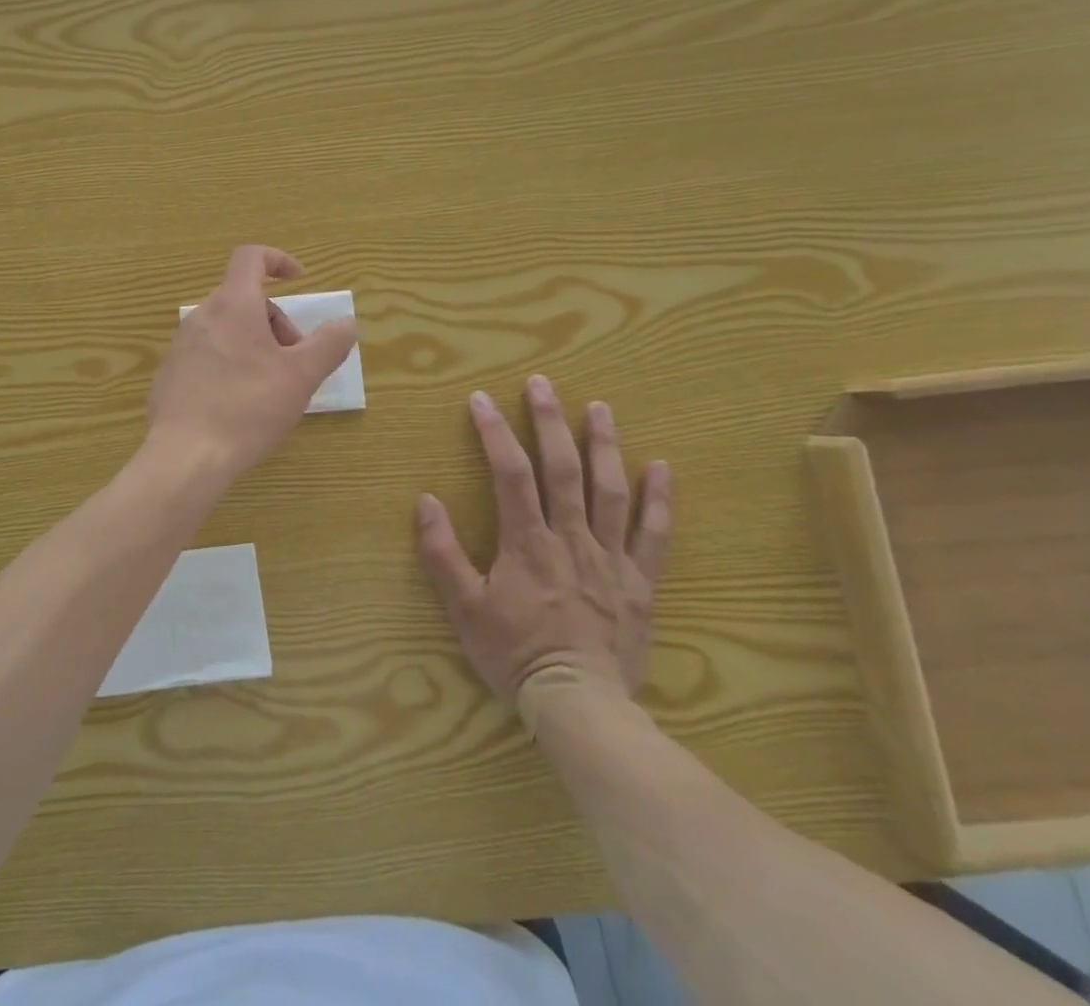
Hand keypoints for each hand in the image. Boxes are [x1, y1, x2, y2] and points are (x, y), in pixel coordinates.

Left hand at [146, 246, 358, 482]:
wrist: (185, 456)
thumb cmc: (248, 408)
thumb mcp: (301, 377)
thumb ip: (329, 344)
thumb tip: (346, 322)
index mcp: (233, 305)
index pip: (250, 257)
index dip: (278, 260)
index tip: (300, 281)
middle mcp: (202, 316)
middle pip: (244, 299)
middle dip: (276, 322)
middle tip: (294, 362)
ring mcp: (181, 345)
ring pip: (226, 329)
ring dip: (255, 345)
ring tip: (270, 387)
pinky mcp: (170, 374)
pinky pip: (207, 354)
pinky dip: (230, 364)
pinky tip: (239, 405)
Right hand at [415, 375, 672, 707]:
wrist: (579, 705)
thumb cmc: (514, 654)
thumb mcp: (464, 608)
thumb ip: (443, 553)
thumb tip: (427, 500)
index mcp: (527, 543)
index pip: (511, 474)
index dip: (495, 433)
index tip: (482, 399)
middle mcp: (571, 538)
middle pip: (562, 470)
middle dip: (550, 422)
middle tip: (542, 384)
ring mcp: (610, 558)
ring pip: (610, 491)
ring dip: (604, 445)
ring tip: (600, 407)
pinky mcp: (639, 582)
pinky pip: (654, 535)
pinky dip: (660, 499)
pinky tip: (662, 465)